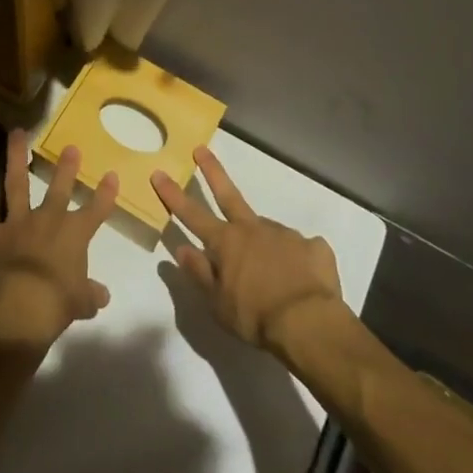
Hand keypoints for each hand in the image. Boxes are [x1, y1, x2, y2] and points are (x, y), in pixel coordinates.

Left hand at [0, 130, 117, 351]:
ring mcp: (17, 223)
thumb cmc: (57, 305)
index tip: (111, 175)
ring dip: (15, 155)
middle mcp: (47, 220)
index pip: (95, 211)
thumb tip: (102, 296)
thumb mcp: (81, 303)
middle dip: (66, 168)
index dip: (105, 194)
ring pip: (16, 183)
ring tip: (16, 131)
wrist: (22, 309)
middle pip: (59, 189)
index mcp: (74, 235)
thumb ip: (90, 295)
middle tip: (70, 147)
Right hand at [153, 146, 343, 351]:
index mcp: (226, 243)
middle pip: (228, 194)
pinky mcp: (313, 246)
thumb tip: (181, 249)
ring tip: (275, 276)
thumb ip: (200, 273)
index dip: (173, 195)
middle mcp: (253, 229)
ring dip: (265, 244)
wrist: (309, 323)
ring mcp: (284, 234)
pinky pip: (301, 250)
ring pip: (268, 231)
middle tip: (201, 149)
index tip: (159, 172)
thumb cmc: (255, 317)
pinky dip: (298, 260)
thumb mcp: (218, 304)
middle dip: (212, 171)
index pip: (192, 214)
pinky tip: (302, 278)